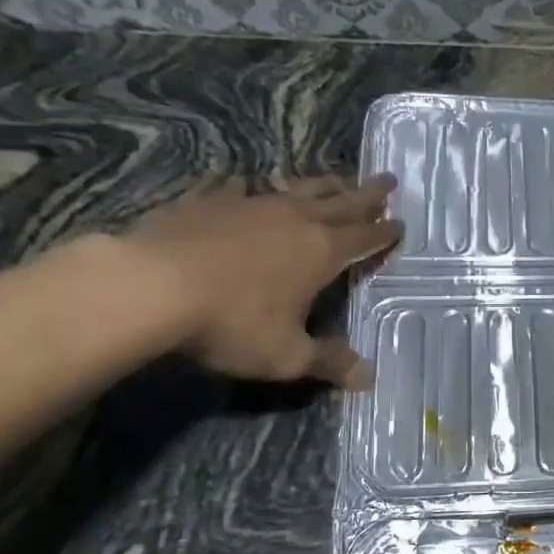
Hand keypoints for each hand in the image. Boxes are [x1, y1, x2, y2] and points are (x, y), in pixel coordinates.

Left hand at [123, 173, 401, 386]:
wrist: (150, 287)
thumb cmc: (231, 323)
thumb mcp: (287, 356)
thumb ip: (329, 363)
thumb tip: (368, 377)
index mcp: (321, 252)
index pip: (365, 239)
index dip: (385, 233)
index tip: (402, 223)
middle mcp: (293, 219)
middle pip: (341, 201)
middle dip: (368, 193)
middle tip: (388, 179)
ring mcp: (249, 204)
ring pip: (296, 187)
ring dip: (320, 183)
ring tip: (335, 176)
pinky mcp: (207, 201)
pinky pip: (234, 186)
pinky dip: (246, 184)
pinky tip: (243, 181)